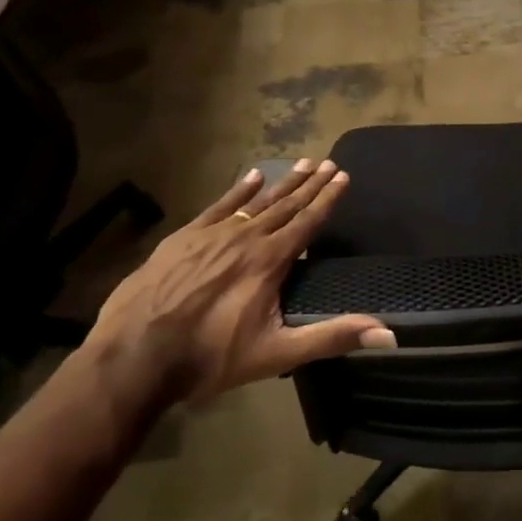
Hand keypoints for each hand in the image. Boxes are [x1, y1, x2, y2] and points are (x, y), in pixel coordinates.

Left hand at [89, 159, 392, 405]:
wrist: (133, 356)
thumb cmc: (210, 357)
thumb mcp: (277, 353)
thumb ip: (332, 337)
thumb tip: (388, 332)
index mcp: (270, 261)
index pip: (308, 222)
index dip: (328, 199)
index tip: (343, 177)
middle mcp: (246, 238)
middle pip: (285, 205)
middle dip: (310, 184)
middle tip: (328, 163)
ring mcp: (211, 234)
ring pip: (255, 201)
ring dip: (281, 183)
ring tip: (301, 163)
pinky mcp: (183, 238)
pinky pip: (218, 206)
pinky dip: (238, 190)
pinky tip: (251, 176)